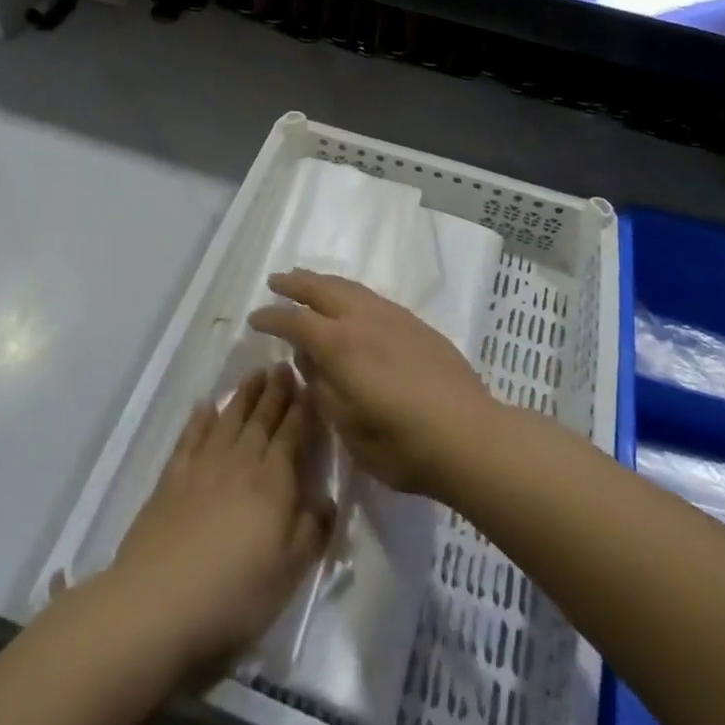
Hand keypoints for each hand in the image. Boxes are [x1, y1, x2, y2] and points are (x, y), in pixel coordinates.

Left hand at [105, 365, 331, 687]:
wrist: (158, 603)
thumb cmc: (234, 594)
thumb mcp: (289, 573)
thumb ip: (312, 531)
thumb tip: (326, 499)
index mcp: (272, 484)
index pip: (291, 436)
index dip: (302, 410)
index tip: (310, 385)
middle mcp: (240, 464)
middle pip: (261, 420)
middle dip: (275, 392)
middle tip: (283, 366)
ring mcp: (202, 468)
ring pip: (229, 420)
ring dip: (244, 395)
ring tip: (255, 374)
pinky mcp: (171, 479)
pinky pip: (190, 438)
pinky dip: (199, 419)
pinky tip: (205, 405)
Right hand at [250, 270, 498, 498]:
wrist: (470, 435)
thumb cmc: (401, 444)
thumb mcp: (348, 427)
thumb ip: (324, 389)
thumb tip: (310, 362)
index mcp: (340, 345)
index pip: (296, 321)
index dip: (272, 317)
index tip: (254, 318)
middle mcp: (364, 320)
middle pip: (322, 289)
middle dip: (296, 283)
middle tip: (276, 281)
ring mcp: (394, 318)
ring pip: (351, 288)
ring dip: (324, 282)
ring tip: (310, 282)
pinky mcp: (417, 325)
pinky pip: (373, 298)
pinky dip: (351, 294)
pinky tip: (353, 305)